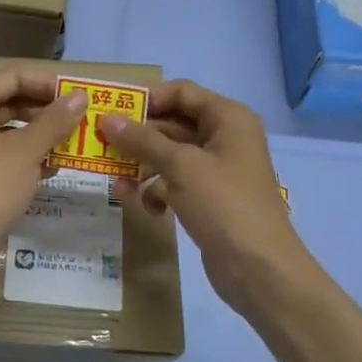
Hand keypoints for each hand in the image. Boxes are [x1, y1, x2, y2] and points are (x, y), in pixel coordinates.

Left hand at [0, 69, 86, 272]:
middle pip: (10, 102)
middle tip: (79, 121)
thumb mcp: (26, 150)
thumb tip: (80, 96)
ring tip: (72, 144)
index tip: (76, 97)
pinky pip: (4, 156)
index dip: (46, 83)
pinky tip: (53, 169)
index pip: (13, 76)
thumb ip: (54, 121)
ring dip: (40, 135)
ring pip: (9, 131)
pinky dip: (28, 158)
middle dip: (45, 110)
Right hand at [97, 81, 313, 312]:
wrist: (259, 269)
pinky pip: (175, 182)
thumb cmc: (223, 204)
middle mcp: (224, 137)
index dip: (147, 98)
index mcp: (227, 118)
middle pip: (172, 124)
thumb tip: (107, 119)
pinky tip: (147, 208)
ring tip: (118, 183)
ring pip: (170, 155)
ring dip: (143, 167)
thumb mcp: (180, 166)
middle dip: (138, 137)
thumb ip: (142, 140)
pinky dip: (158, 191)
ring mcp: (217, 169)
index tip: (112, 111)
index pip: (181, 92)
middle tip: (102, 144)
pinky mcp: (209, 198)